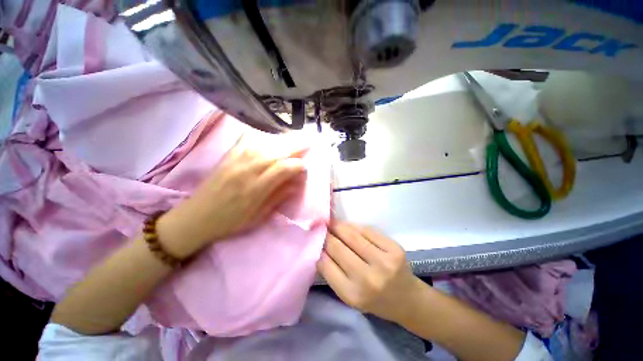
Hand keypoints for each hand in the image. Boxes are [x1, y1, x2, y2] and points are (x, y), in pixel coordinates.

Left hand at [158, 137, 306, 258]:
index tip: (305, 166)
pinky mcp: (227, 157)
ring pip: (263, 144)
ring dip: (281, 140)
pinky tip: (269, 136)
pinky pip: (245, 141)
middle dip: (295, 146)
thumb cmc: (229, 222)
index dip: (297, 165)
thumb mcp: (258, 217)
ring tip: (294, 137)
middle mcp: (246, 171)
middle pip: (275, 152)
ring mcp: (235, 161)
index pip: (282, 169)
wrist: (195, 218)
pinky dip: (261, 136)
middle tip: (308, 141)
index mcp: (255, 189)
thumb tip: (295, 184)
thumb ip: (278, 197)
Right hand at [317, 220, 421, 323]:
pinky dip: (355, 226)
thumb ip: (332, 272)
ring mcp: (384, 262)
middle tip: (321, 226)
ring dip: (338, 226)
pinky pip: (367, 230)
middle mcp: (368, 278)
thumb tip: (319, 247)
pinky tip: (349, 226)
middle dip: (326, 234)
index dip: (318, 247)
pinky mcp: (394, 249)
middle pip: (337, 247)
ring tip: (331, 222)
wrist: (407, 299)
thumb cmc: (374, 300)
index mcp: (353, 294)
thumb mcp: (349, 295)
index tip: (314, 238)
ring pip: (352, 235)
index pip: (326, 264)